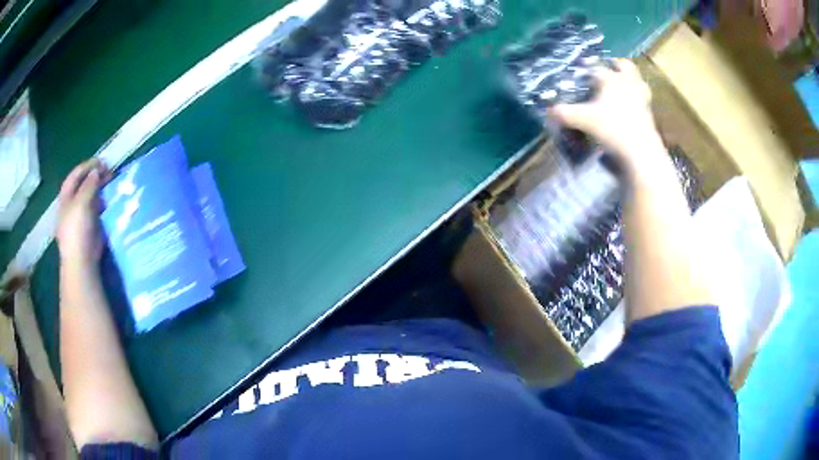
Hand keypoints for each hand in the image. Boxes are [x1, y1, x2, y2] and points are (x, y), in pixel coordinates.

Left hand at [57, 159, 109, 267]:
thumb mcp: (81, 202)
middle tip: (109, 172)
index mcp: (66, 197)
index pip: (75, 175)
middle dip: (95, 176)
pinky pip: (97, 210)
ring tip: (111, 184)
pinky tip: (110, 201)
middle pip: (83, 185)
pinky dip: (104, 203)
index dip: (87, 166)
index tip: (101, 161)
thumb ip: (89, 185)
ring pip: (91, 196)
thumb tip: (97, 170)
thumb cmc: (77, 229)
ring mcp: (81, 216)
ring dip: (100, 189)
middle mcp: (72, 205)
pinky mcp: (90, 227)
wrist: (82, 260)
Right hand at [549, 59, 662, 166]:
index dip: (586, 66)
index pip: (596, 67)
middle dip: (615, 64)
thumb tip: (549, 110)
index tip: (580, 66)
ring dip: (630, 80)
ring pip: (638, 81)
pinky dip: (637, 98)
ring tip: (622, 85)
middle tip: (607, 68)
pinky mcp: (650, 115)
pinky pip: (644, 99)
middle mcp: (628, 84)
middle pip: (625, 66)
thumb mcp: (583, 121)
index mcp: (611, 79)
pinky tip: (630, 106)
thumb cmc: (612, 129)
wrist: (641, 153)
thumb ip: (564, 113)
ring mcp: (642, 99)